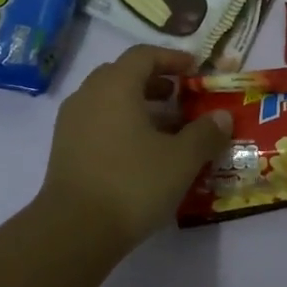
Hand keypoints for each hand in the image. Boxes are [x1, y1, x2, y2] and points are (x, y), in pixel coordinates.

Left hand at [36, 46, 233, 246]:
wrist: (74, 231)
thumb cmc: (132, 183)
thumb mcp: (181, 159)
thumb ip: (205, 133)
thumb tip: (222, 116)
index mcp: (115, 86)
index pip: (144, 55)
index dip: (171, 58)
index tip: (194, 70)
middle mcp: (89, 95)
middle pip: (123, 74)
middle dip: (154, 82)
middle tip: (180, 96)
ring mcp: (71, 123)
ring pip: (108, 100)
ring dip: (138, 105)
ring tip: (166, 128)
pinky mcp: (64, 149)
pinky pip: (97, 122)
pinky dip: (120, 125)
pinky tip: (140, 152)